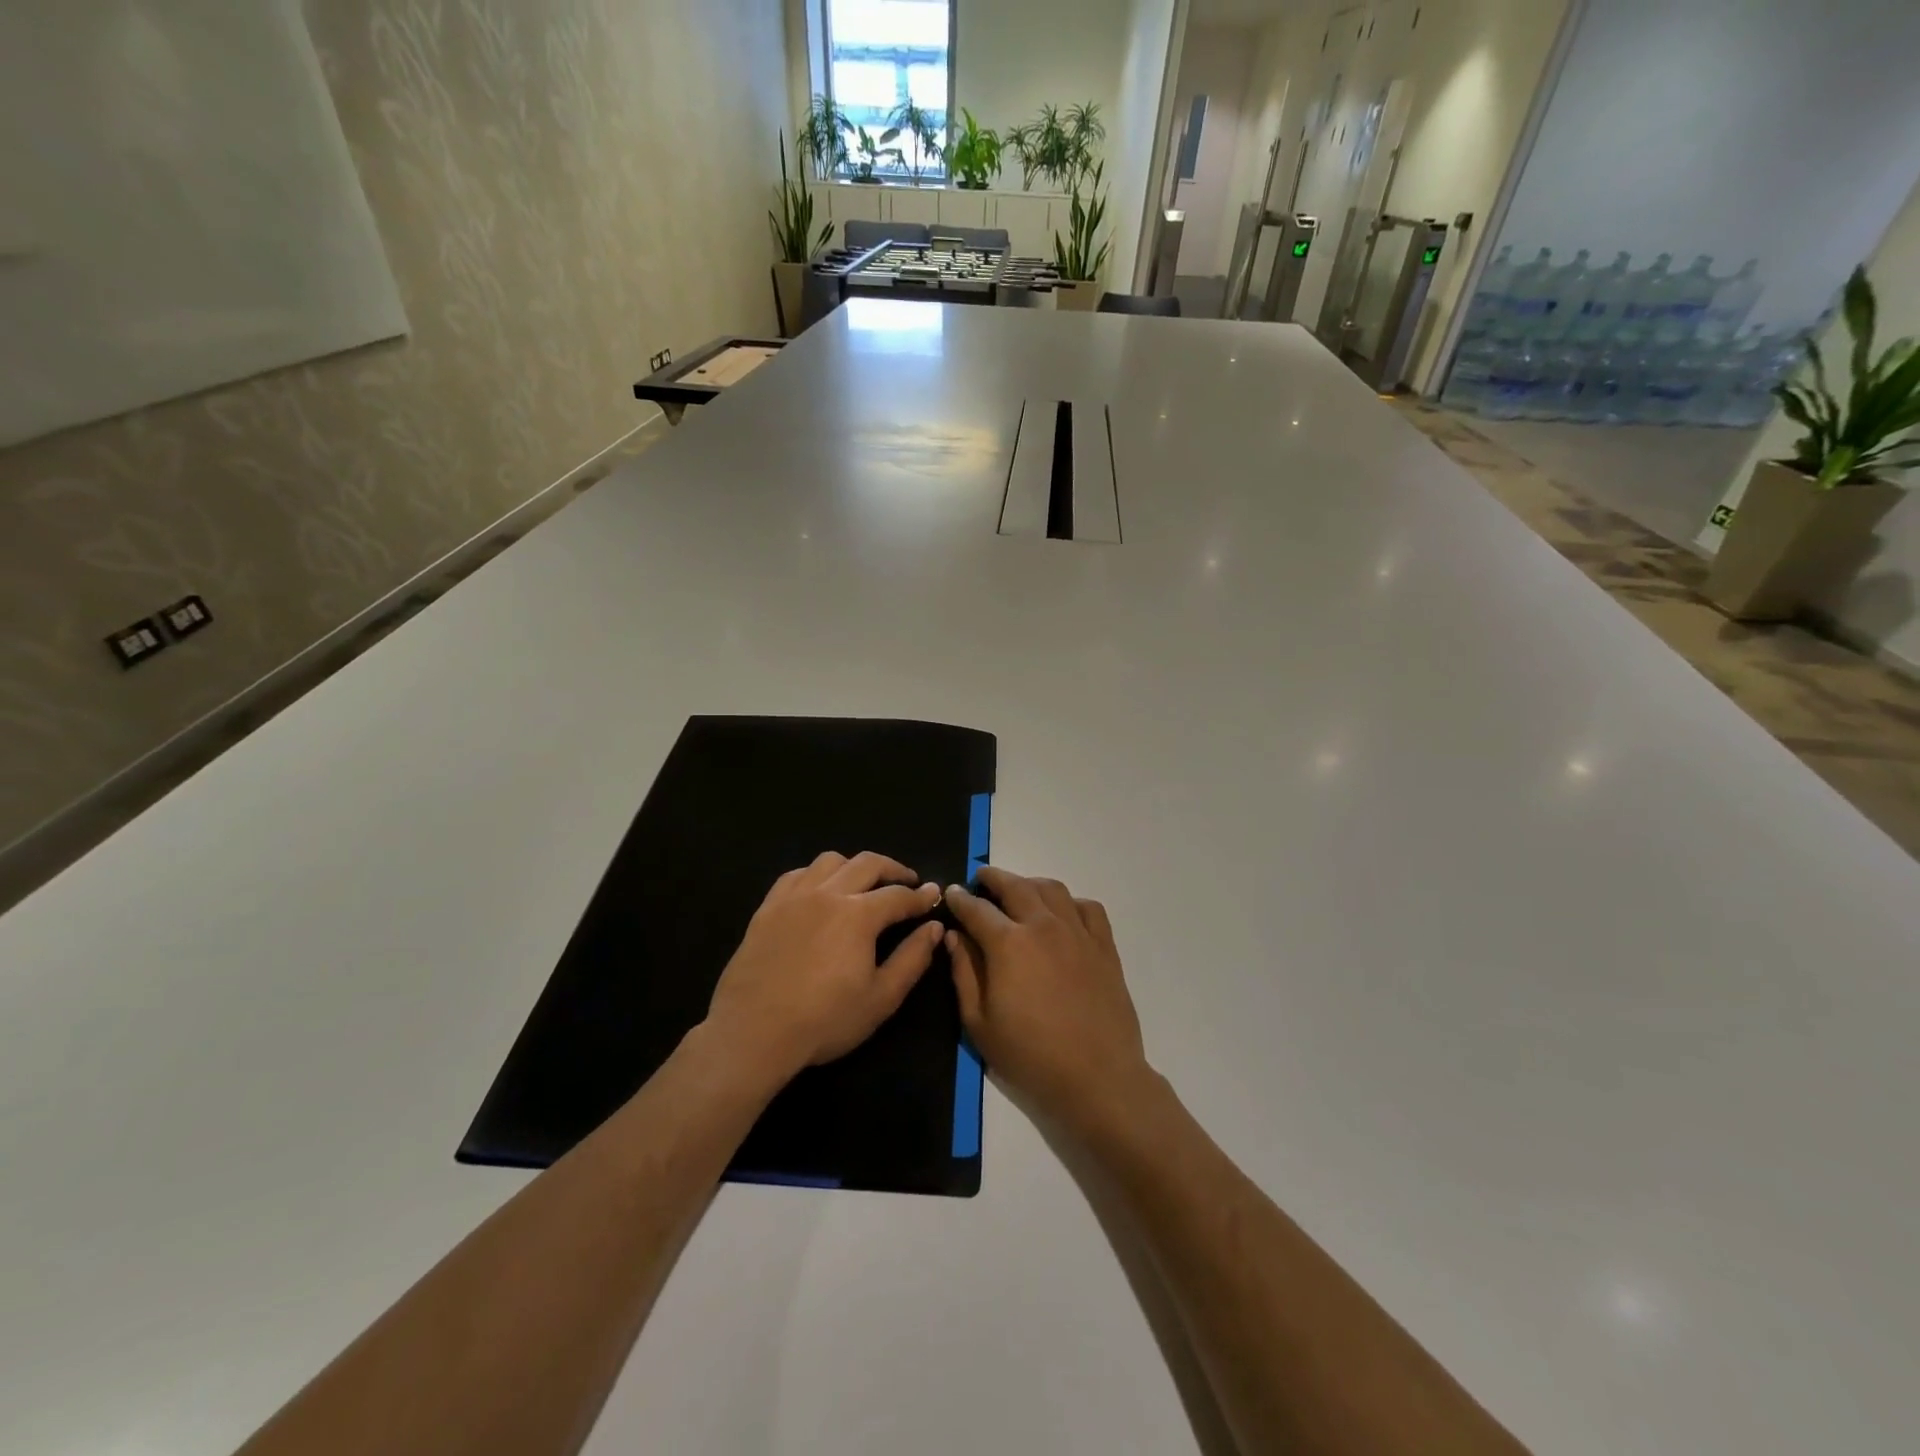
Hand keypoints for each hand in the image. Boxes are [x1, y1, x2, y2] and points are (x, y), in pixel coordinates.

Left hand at [705, 851, 944, 1083]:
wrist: (754, 1032)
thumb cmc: (824, 1020)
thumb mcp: (881, 998)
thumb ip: (912, 959)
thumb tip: (934, 928)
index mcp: (859, 915)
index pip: (899, 895)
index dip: (921, 896)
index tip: (934, 895)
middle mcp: (828, 894)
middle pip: (868, 864)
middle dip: (894, 869)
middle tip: (907, 881)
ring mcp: (794, 897)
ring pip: (830, 861)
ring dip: (854, 866)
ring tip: (863, 883)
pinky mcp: (768, 907)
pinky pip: (796, 874)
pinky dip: (817, 874)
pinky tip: (820, 890)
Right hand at [944, 866, 1153, 1132]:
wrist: (1097, 1077)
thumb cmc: (1030, 1055)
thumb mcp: (979, 1023)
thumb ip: (964, 972)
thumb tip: (954, 936)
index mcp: (1008, 943)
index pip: (977, 909)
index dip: (960, 899)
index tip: (951, 893)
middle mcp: (1043, 926)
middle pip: (1015, 886)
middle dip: (993, 878)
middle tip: (981, 878)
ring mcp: (1078, 932)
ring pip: (1052, 889)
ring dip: (1029, 883)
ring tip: (1019, 890)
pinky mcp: (1104, 946)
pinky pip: (1088, 908)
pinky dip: (1070, 902)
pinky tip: (1062, 913)